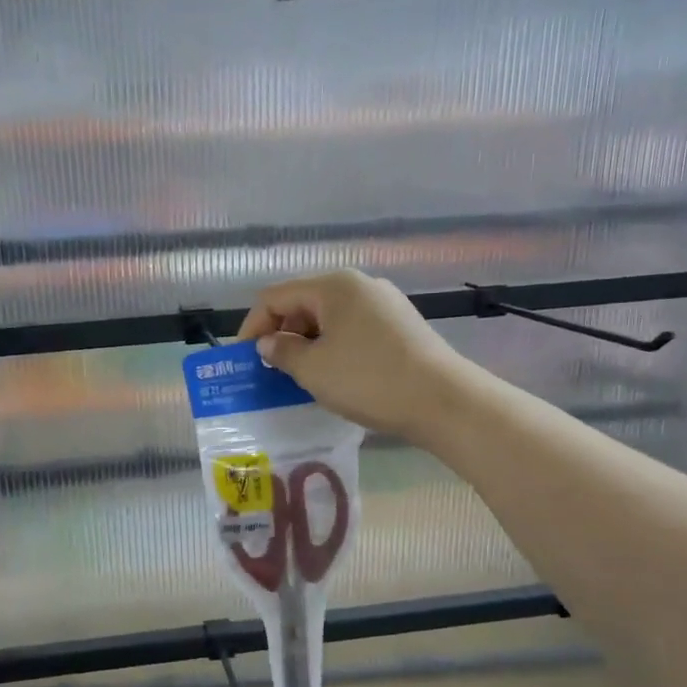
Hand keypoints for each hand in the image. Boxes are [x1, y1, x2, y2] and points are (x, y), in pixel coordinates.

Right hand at [237, 270, 469, 440]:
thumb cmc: (368, 380)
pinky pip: (353, 330)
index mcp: (333, 286)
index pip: (275, 297)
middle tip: (271, 371)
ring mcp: (384, 304)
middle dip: (282, 335)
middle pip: (303, 303)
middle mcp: (359, 286)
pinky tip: (335, 376)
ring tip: (300, 377)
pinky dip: (334, 348)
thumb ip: (282, 352)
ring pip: (329, 319)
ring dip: (308, 344)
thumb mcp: (313, 369)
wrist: (443, 400)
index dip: (252, 326)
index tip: (243, 359)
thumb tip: (269, 343)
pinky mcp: (401, 326)